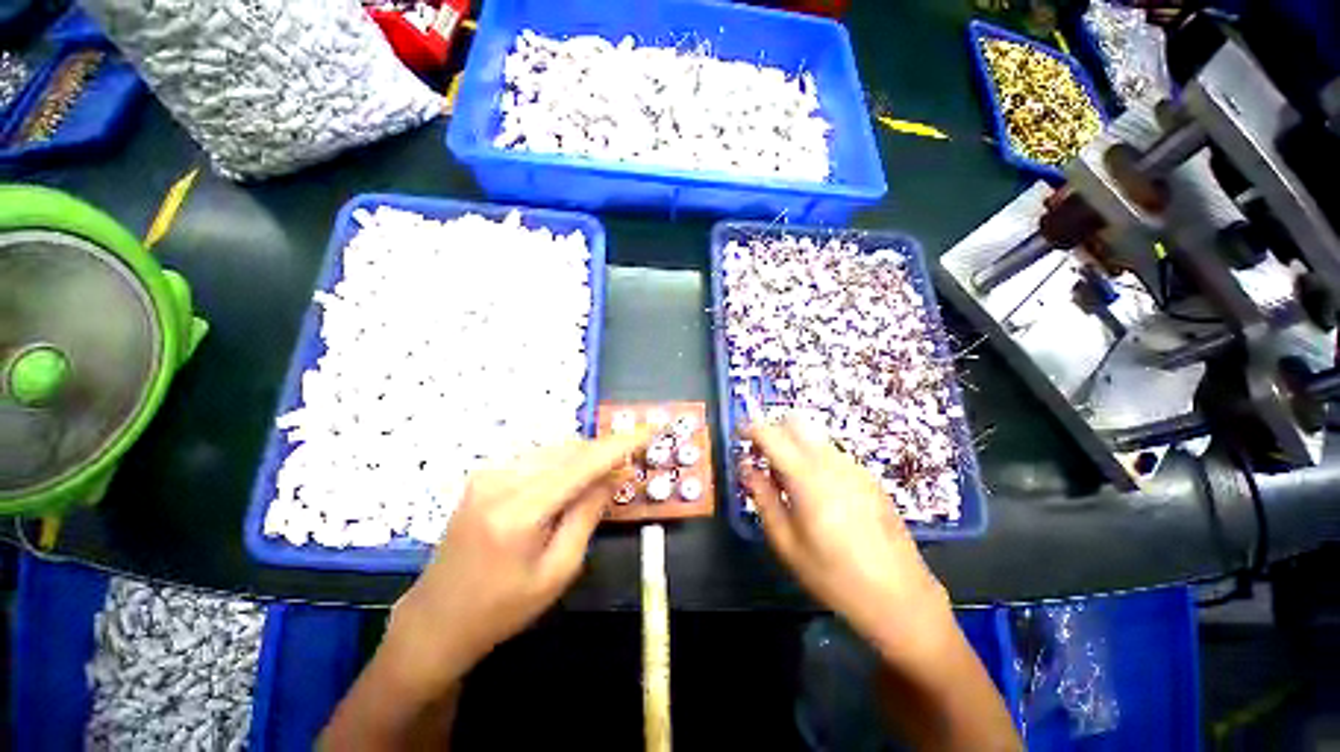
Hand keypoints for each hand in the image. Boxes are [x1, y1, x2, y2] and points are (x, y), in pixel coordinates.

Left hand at [389, 430, 651, 689]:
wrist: (437, 619)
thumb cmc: (503, 608)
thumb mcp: (558, 570)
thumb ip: (588, 514)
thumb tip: (615, 473)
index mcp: (519, 511)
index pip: (582, 464)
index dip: (621, 444)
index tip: (650, 428)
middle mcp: (501, 480)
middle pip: (569, 449)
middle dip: (604, 452)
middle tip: (628, 465)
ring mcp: (488, 473)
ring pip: (554, 449)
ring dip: (584, 457)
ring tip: (602, 478)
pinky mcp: (484, 474)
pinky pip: (537, 457)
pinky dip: (563, 462)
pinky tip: (571, 482)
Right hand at [741, 418, 954, 668]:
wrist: (902, 598)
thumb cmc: (835, 576)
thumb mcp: (787, 543)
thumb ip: (763, 497)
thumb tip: (746, 467)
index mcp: (808, 478)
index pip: (772, 434)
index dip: (750, 429)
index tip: (738, 437)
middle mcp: (832, 462)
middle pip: (795, 423)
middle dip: (772, 432)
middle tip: (761, 459)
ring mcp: (855, 467)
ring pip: (814, 436)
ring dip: (792, 445)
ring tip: (786, 481)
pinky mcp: (868, 477)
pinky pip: (831, 453)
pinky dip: (812, 457)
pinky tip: (815, 493)